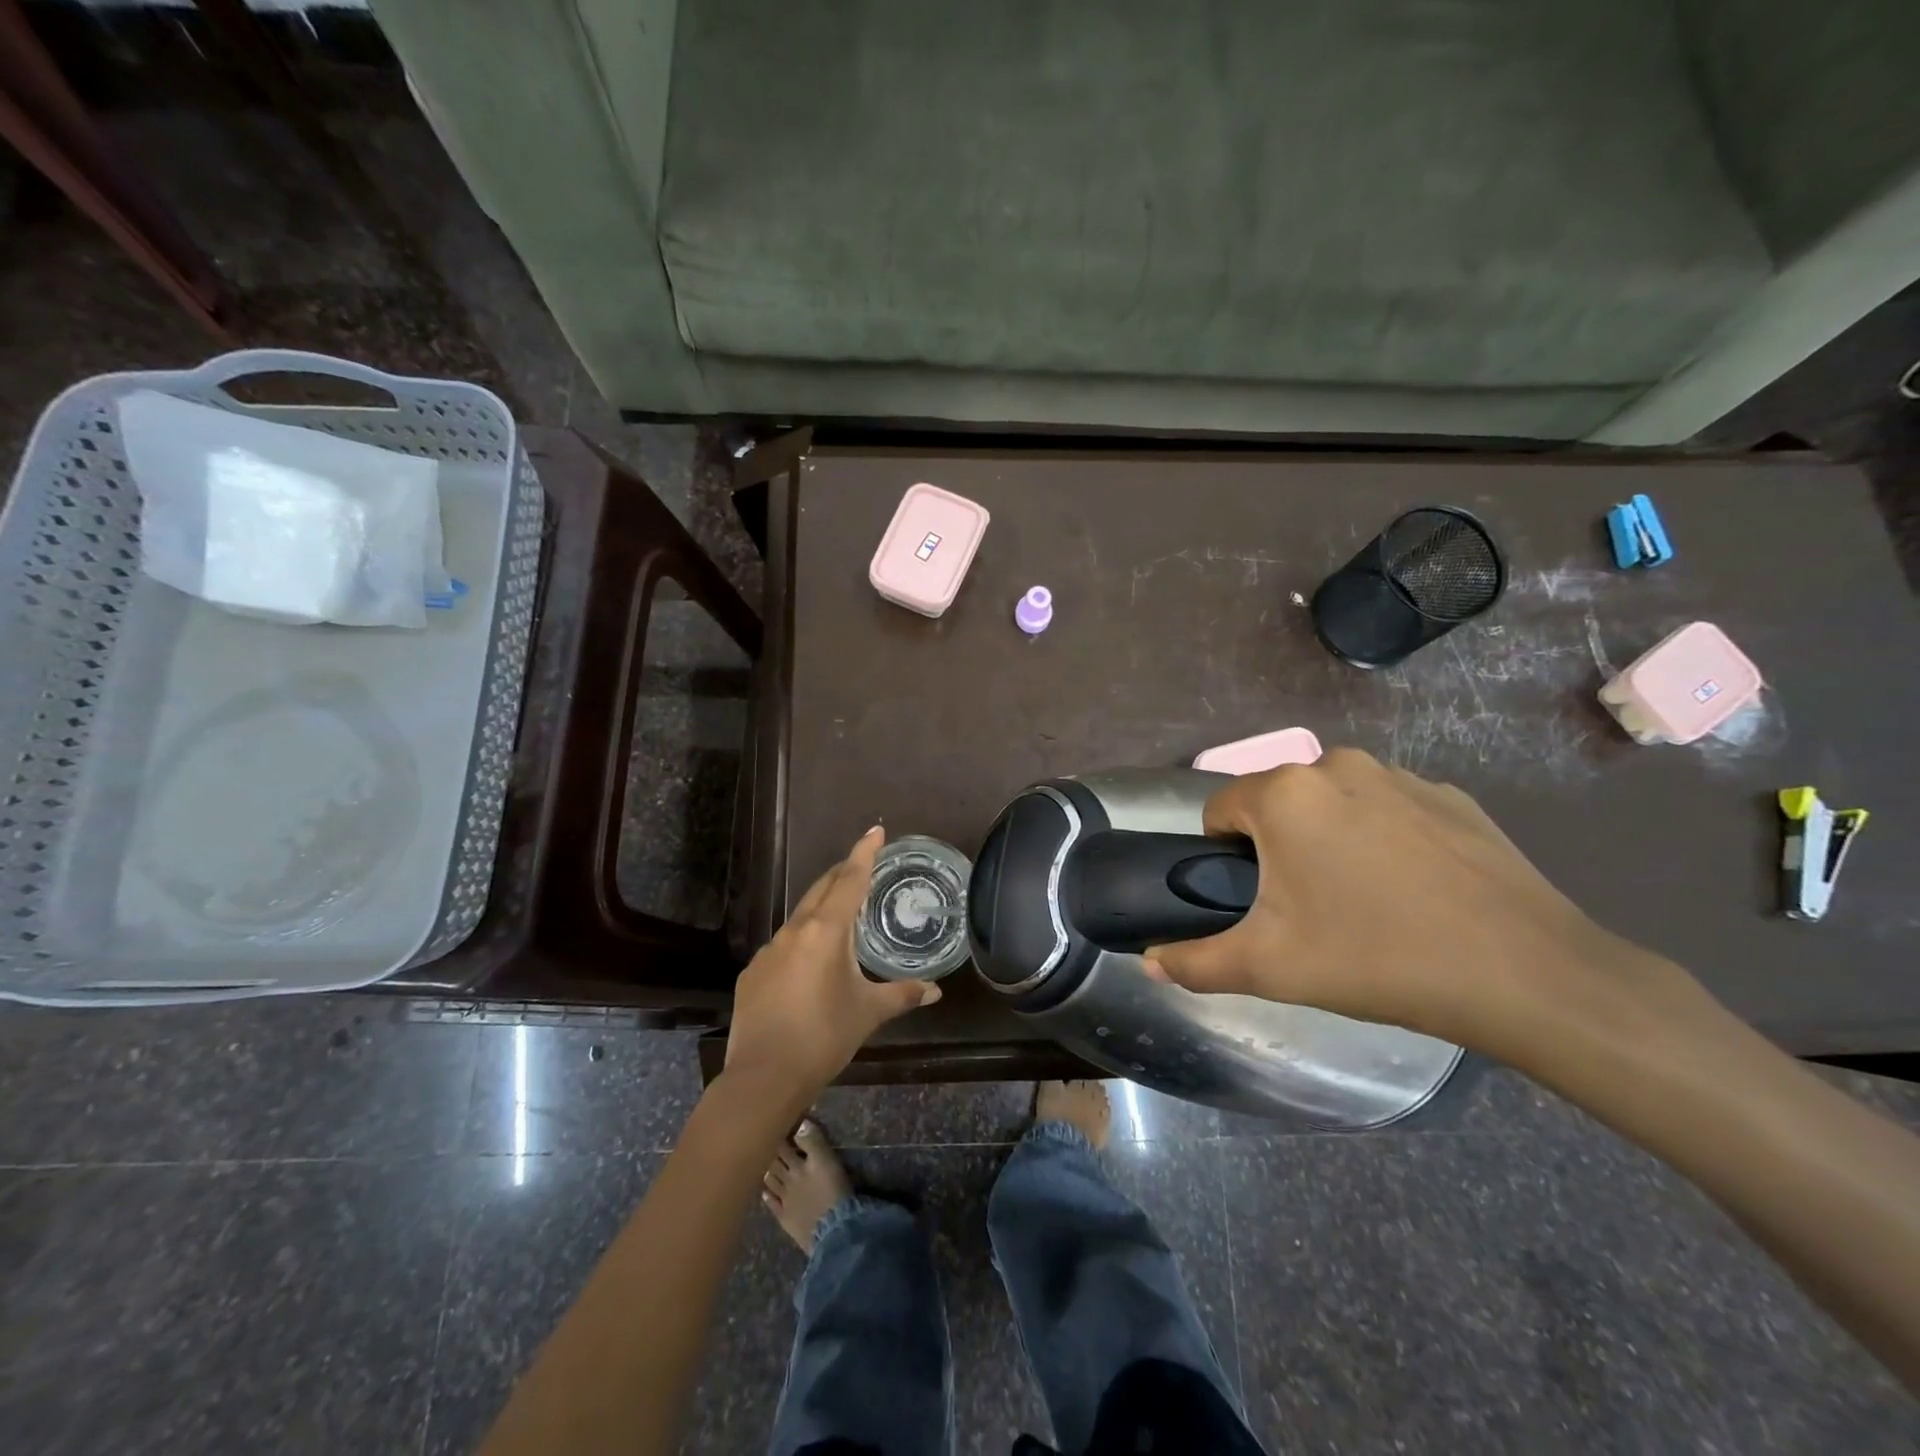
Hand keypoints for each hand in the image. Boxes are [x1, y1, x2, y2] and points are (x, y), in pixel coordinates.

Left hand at [724, 827, 940, 1100]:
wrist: (763, 1078)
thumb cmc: (824, 1037)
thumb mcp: (868, 1013)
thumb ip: (903, 995)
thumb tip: (935, 991)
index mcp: (827, 931)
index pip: (850, 879)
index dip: (865, 853)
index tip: (875, 830)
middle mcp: (796, 930)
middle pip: (822, 888)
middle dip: (843, 872)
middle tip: (863, 864)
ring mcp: (770, 950)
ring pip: (801, 915)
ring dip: (822, 905)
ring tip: (842, 912)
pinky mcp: (754, 972)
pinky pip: (784, 944)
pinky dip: (803, 939)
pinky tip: (810, 961)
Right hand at [1144, 749, 1667, 1056]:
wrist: (1524, 974)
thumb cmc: (1375, 958)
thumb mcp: (1269, 968)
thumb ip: (1196, 962)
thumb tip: (1150, 962)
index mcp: (1284, 793)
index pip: (1220, 810)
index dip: (1224, 858)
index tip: (1256, 903)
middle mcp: (1336, 766)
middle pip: (1277, 805)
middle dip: (1278, 849)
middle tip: (1307, 912)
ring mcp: (1400, 776)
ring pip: (1333, 805)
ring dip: (1329, 841)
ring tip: (1364, 904)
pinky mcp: (1451, 796)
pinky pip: (1388, 811)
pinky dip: (1384, 841)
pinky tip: (1414, 893)